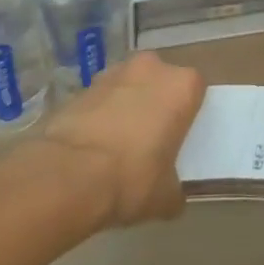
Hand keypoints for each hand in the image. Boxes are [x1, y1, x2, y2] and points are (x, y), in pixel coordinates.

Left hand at [40, 52, 205, 227]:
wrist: (68, 174)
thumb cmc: (132, 178)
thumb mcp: (166, 197)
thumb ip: (175, 189)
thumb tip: (172, 196)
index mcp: (182, 85)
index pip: (195, 90)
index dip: (188, 113)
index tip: (180, 137)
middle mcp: (151, 68)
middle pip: (160, 82)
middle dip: (156, 104)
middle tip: (151, 139)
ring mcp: (114, 73)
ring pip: (129, 87)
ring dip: (127, 106)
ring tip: (118, 145)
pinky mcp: (82, 86)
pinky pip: (101, 99)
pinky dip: (100, 116)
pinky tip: (93, 147)